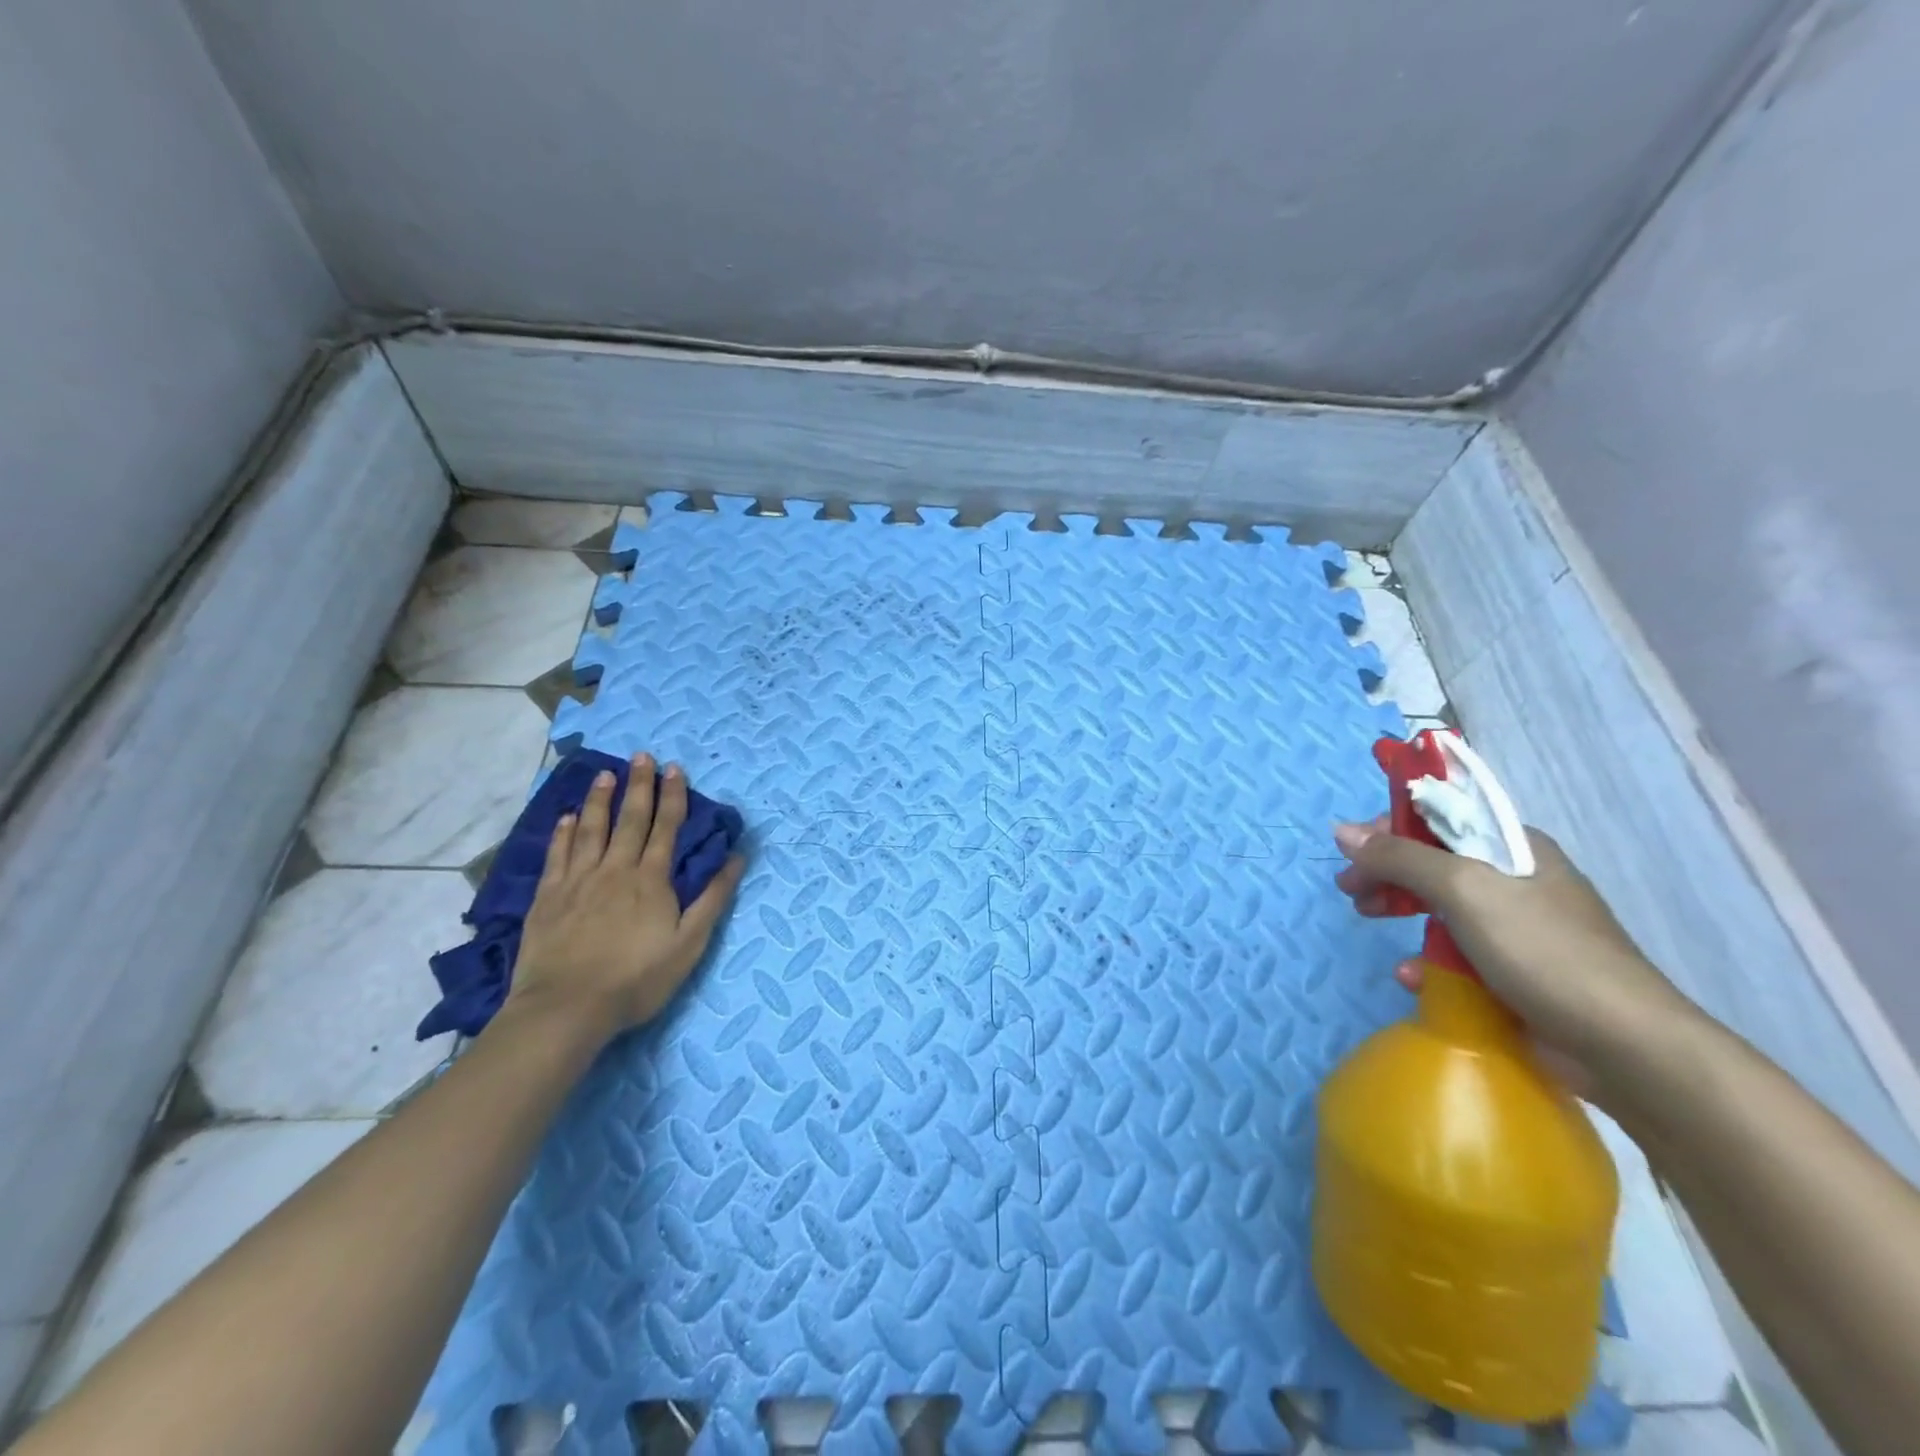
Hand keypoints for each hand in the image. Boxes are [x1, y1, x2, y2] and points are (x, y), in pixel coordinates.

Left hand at [503, 754, 745, 1040]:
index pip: (665, 828)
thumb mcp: (690, 943)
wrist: (567, 1008)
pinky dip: (563, 833)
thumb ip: (713, 898)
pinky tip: (567, 818)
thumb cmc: (637, 979)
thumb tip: (737, 857)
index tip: (675, 769)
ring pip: (591, 830)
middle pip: (630, 820)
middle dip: (639, 786)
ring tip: (605, 774)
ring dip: (600, 800)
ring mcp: (578, 881)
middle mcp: (615, 870)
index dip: (672, 796)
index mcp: (651, 880)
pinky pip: (558, 856)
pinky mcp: (548, 898)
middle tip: (642, 756)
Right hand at [1333, 816, 1693, 1107]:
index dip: (1390, 826)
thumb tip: (1343, 831)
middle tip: (1351, 889)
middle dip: (1387, 872)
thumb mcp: (1463, 890)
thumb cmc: (1542, 951)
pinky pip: (1457, 953)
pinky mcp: (1514, 972)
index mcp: (1514, 846)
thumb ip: (1401, 857)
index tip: (1352, 848)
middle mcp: (1516, 879)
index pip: (1440, 815)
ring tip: (1369, 921)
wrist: (1625, 1047)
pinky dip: (1428, 960)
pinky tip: (1412, 977)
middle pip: (1434, 861)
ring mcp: (1517, 928)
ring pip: (1441, 907)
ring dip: (1401, 911)